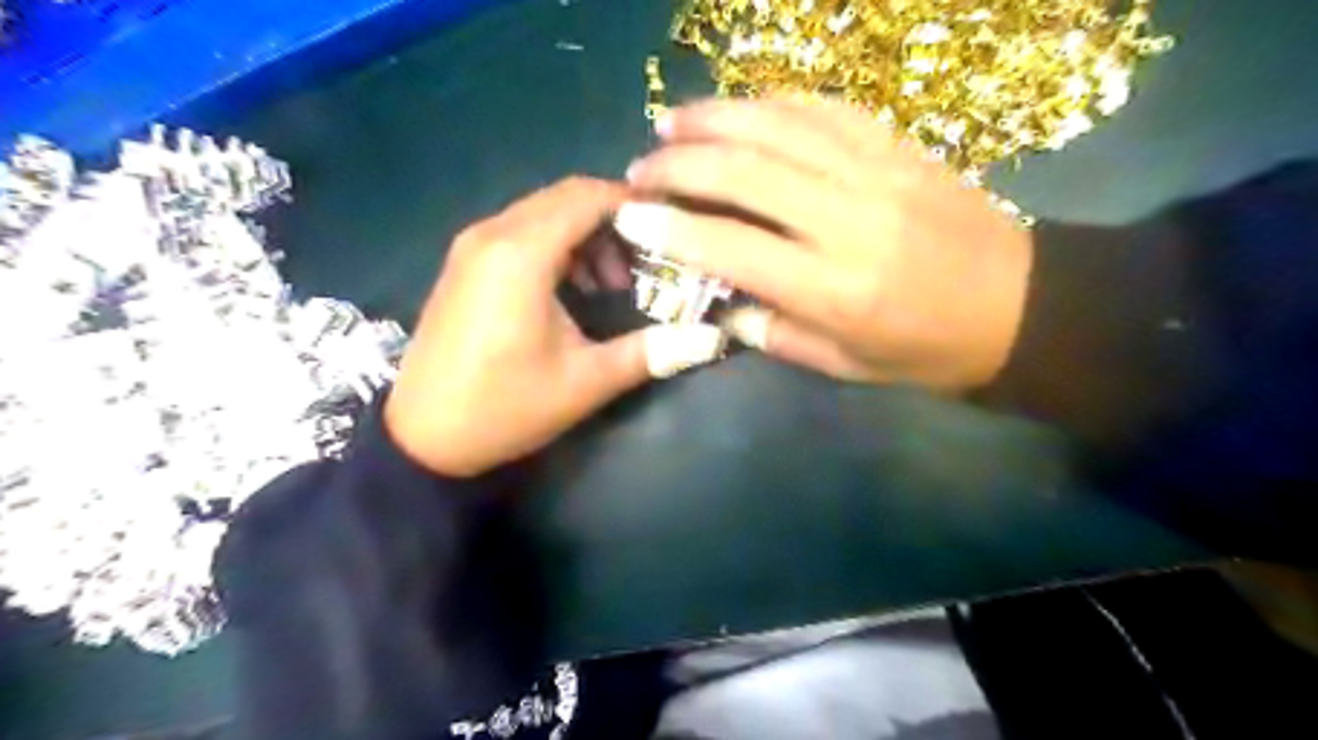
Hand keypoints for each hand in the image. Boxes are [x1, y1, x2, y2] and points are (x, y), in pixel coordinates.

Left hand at [382, 178, 731, 479]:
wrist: (422, 439)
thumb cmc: (505, 408)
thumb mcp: (585, 382)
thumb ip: (650, 352)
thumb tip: (712, 338)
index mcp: (521, 254)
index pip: (589, 197)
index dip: (635, 205)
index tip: (672, 228)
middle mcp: (493, 233)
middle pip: (566, 197)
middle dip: (614, 221)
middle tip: (647, 263)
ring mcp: (472, 246)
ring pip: (543, 212)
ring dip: (585, 234)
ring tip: (611, 283)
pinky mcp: (464, 264)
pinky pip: (520, 231)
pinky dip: (556, 244)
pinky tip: (572, 288)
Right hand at [611, 98, 1034, 392]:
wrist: (1021, 306)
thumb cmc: (926, 350)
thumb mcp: (844, 365)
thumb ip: (774, 333)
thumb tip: (722, 301)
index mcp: (834, 288)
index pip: (730, 248)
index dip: (670, 228)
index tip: (628, 215)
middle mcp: (849, 220)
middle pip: (745, 173)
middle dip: (678, 165)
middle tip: (640, 167)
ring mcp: (878, 172)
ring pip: (779, 125)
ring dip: (713, 118)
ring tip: (670, 123)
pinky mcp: (899, 146)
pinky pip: (824, 108)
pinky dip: (771, 102)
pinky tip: (739, 108)